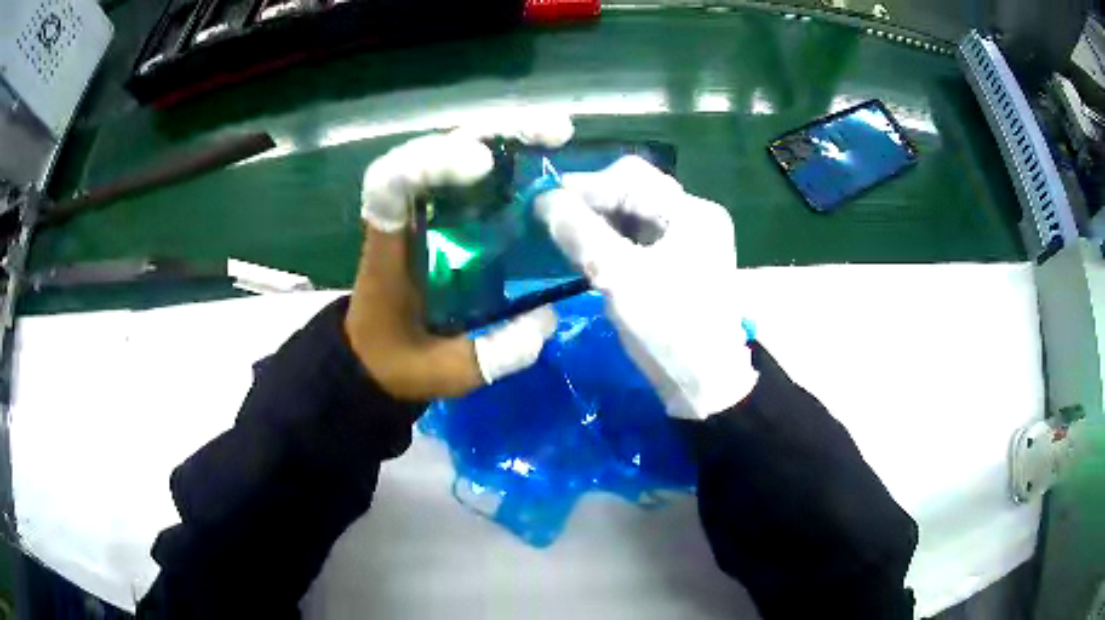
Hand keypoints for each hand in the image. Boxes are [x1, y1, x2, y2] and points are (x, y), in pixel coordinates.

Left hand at [345, 114, 573, 400]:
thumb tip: (548, 319)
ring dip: (503, 137)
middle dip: (490, 134)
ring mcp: (423, 210)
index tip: (483, 166)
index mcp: (388, 247)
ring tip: (556, 136)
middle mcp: (404, 215)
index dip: (430, 162)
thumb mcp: (447, 372)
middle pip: (434, 150)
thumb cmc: (397, 363)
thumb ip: (495, 353)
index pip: (390, 183)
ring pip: (454, 152)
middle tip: (552, 134)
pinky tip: (541, 159)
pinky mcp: (442, 216)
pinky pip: (469, 176)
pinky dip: (504, 159)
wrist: (374, 359)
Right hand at [535, 156, 756, 418]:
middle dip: (592, 200)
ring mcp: (690, 240)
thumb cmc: (669, 331)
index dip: (584, 185)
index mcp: (692, 213)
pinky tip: (588, 250)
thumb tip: (543, 197)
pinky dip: (613, 237)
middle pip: (635, 191)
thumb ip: (581, 232)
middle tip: (552, 218)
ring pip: (635, 213)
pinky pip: (640, 236)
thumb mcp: (620, 278)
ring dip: (599, 219)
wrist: (706, 385)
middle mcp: (695, 217)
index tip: (543, 200)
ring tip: (565, 233)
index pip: (631, 178)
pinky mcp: (681, 262)